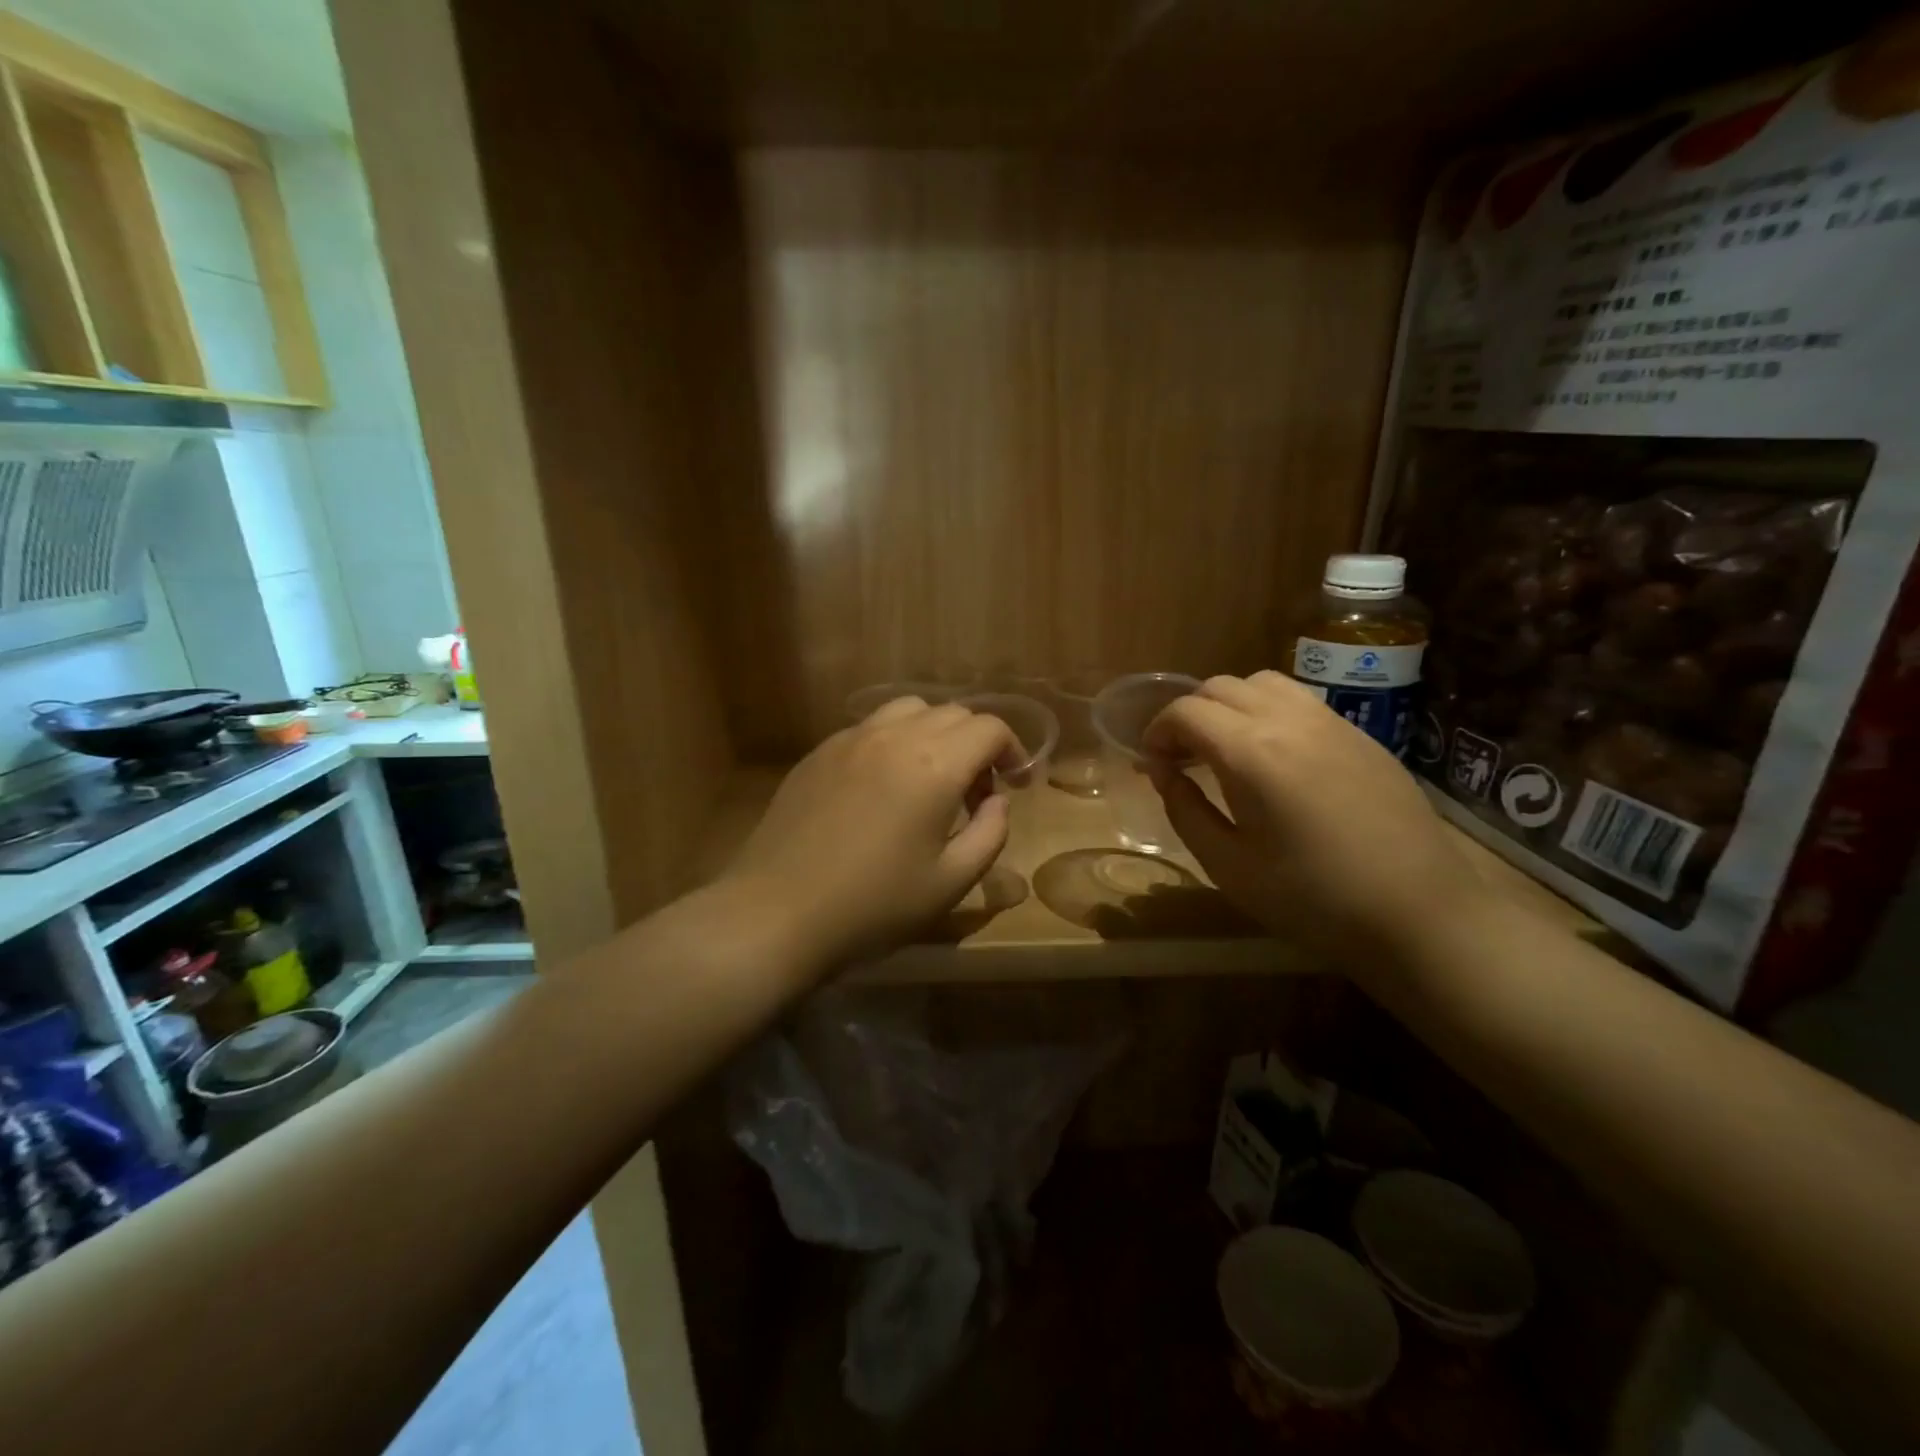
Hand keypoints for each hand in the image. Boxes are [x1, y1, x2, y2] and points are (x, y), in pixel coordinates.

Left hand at [723, 698, 1020, 968]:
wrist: (777, 913)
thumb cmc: (873, 906)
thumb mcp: (950, 882)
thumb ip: (989, 833)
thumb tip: (997, 801)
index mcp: (934, 765)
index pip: (989, 729)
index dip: (1013, 751)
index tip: (1014, 784)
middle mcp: (894, 736)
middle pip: (953, 713)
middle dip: (976, 745)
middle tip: (975, 793)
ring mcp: (850, 739)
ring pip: (910, 710)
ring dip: (935, 734)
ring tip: (930, 778)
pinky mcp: (819, 751)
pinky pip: (871, 728)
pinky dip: (895, 742)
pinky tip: (884, 786)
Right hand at [1142, 672, 1486, 957]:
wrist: (1418, 913)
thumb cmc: (1311, 899)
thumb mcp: (1228, 865)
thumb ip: (1185, 810)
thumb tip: (1162, 772)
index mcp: (1251, 753)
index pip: (1186, 711)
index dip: (1157, 731)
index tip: (1152, 763)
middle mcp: (1289, 720)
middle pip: (1220, 687)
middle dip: (1188, 714)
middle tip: (1181, 758)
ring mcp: (1331, 722)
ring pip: (1262, 683)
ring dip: (1229, 705)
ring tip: (1225, 749)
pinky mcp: (1360, 735)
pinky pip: (1300, 701)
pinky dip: (1267, 711)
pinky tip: (1273, 756)